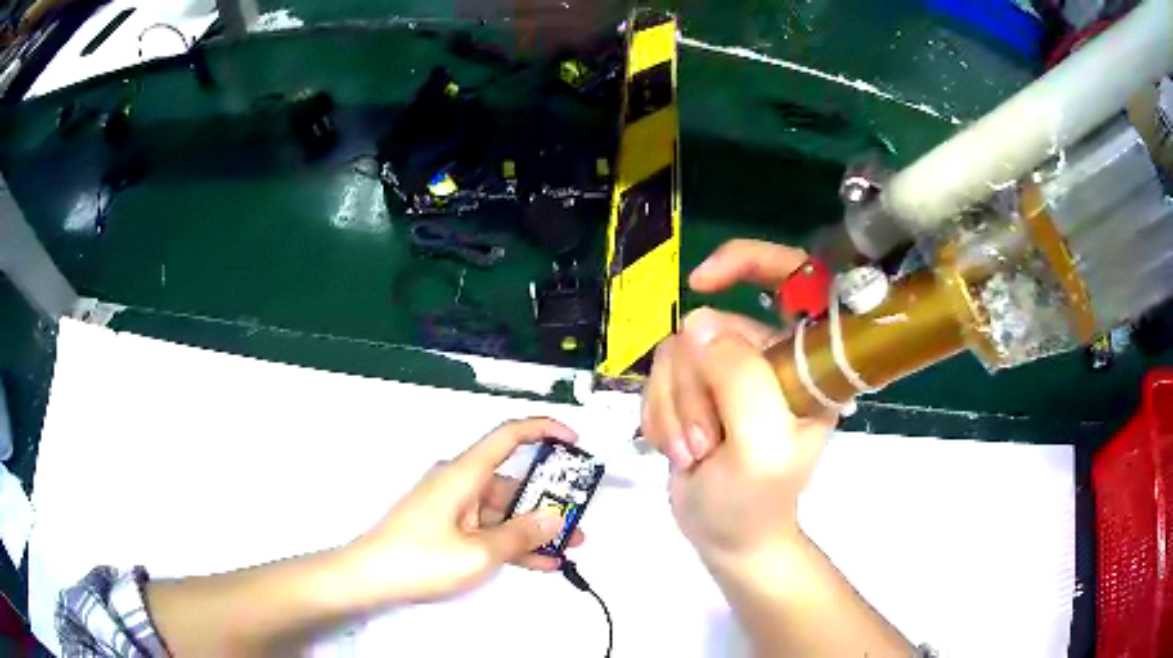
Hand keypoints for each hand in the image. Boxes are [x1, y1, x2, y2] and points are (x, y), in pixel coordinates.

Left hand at [348, 418, 583, 603]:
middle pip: (512, 481)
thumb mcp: (479, 552)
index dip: (544, 430)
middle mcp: (460, 484)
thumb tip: (552, 518)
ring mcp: (454, 508)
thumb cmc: (419, 558)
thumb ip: (520, 535)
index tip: (574, 441)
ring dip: (534, 528)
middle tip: (578, 519)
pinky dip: (512, 542)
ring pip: (504, 510)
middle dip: (549, 500)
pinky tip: (540, 562)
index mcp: (464, 474)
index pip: (508, 436)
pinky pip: (489, 529)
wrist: (370, 578)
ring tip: (568, 547)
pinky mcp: (449, 528)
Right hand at [642, 239, 836, 557]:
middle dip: (694, 389)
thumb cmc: (755, 501)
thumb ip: (740, 380)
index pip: (794, 278)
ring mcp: (728, 372)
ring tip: (691, 453)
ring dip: (673, 409)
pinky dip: (658, 414)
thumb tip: (697, 324)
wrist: (726, 537)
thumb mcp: (760, 446)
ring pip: (676, 353)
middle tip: (706, 443)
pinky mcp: (695, 388)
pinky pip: (658, 376)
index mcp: (804, 363)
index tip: (701, 280)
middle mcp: (767, 357)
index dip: (749, 261)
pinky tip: (674, 448)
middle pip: (710, 327)